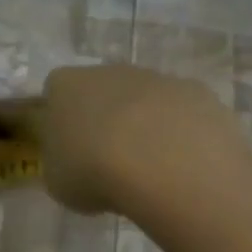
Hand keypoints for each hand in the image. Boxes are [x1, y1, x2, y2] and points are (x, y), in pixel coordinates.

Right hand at [25, 65, 246, 213]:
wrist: (164, 165)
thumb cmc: (93, 171)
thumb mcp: (56, 180)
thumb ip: (60, 162)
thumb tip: (73, 160)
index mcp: (66, 86)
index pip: (55, 92)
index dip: (60, 120)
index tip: (67, 148)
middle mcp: (109, 71)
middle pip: (102, 92)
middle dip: (104, 120)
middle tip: (106, 162)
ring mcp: (156, 77)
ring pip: (144, 101)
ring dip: (143, 127)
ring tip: (147, 170)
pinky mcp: (197, 92)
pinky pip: (180, 113)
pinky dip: (179, 135)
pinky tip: (179, 166)